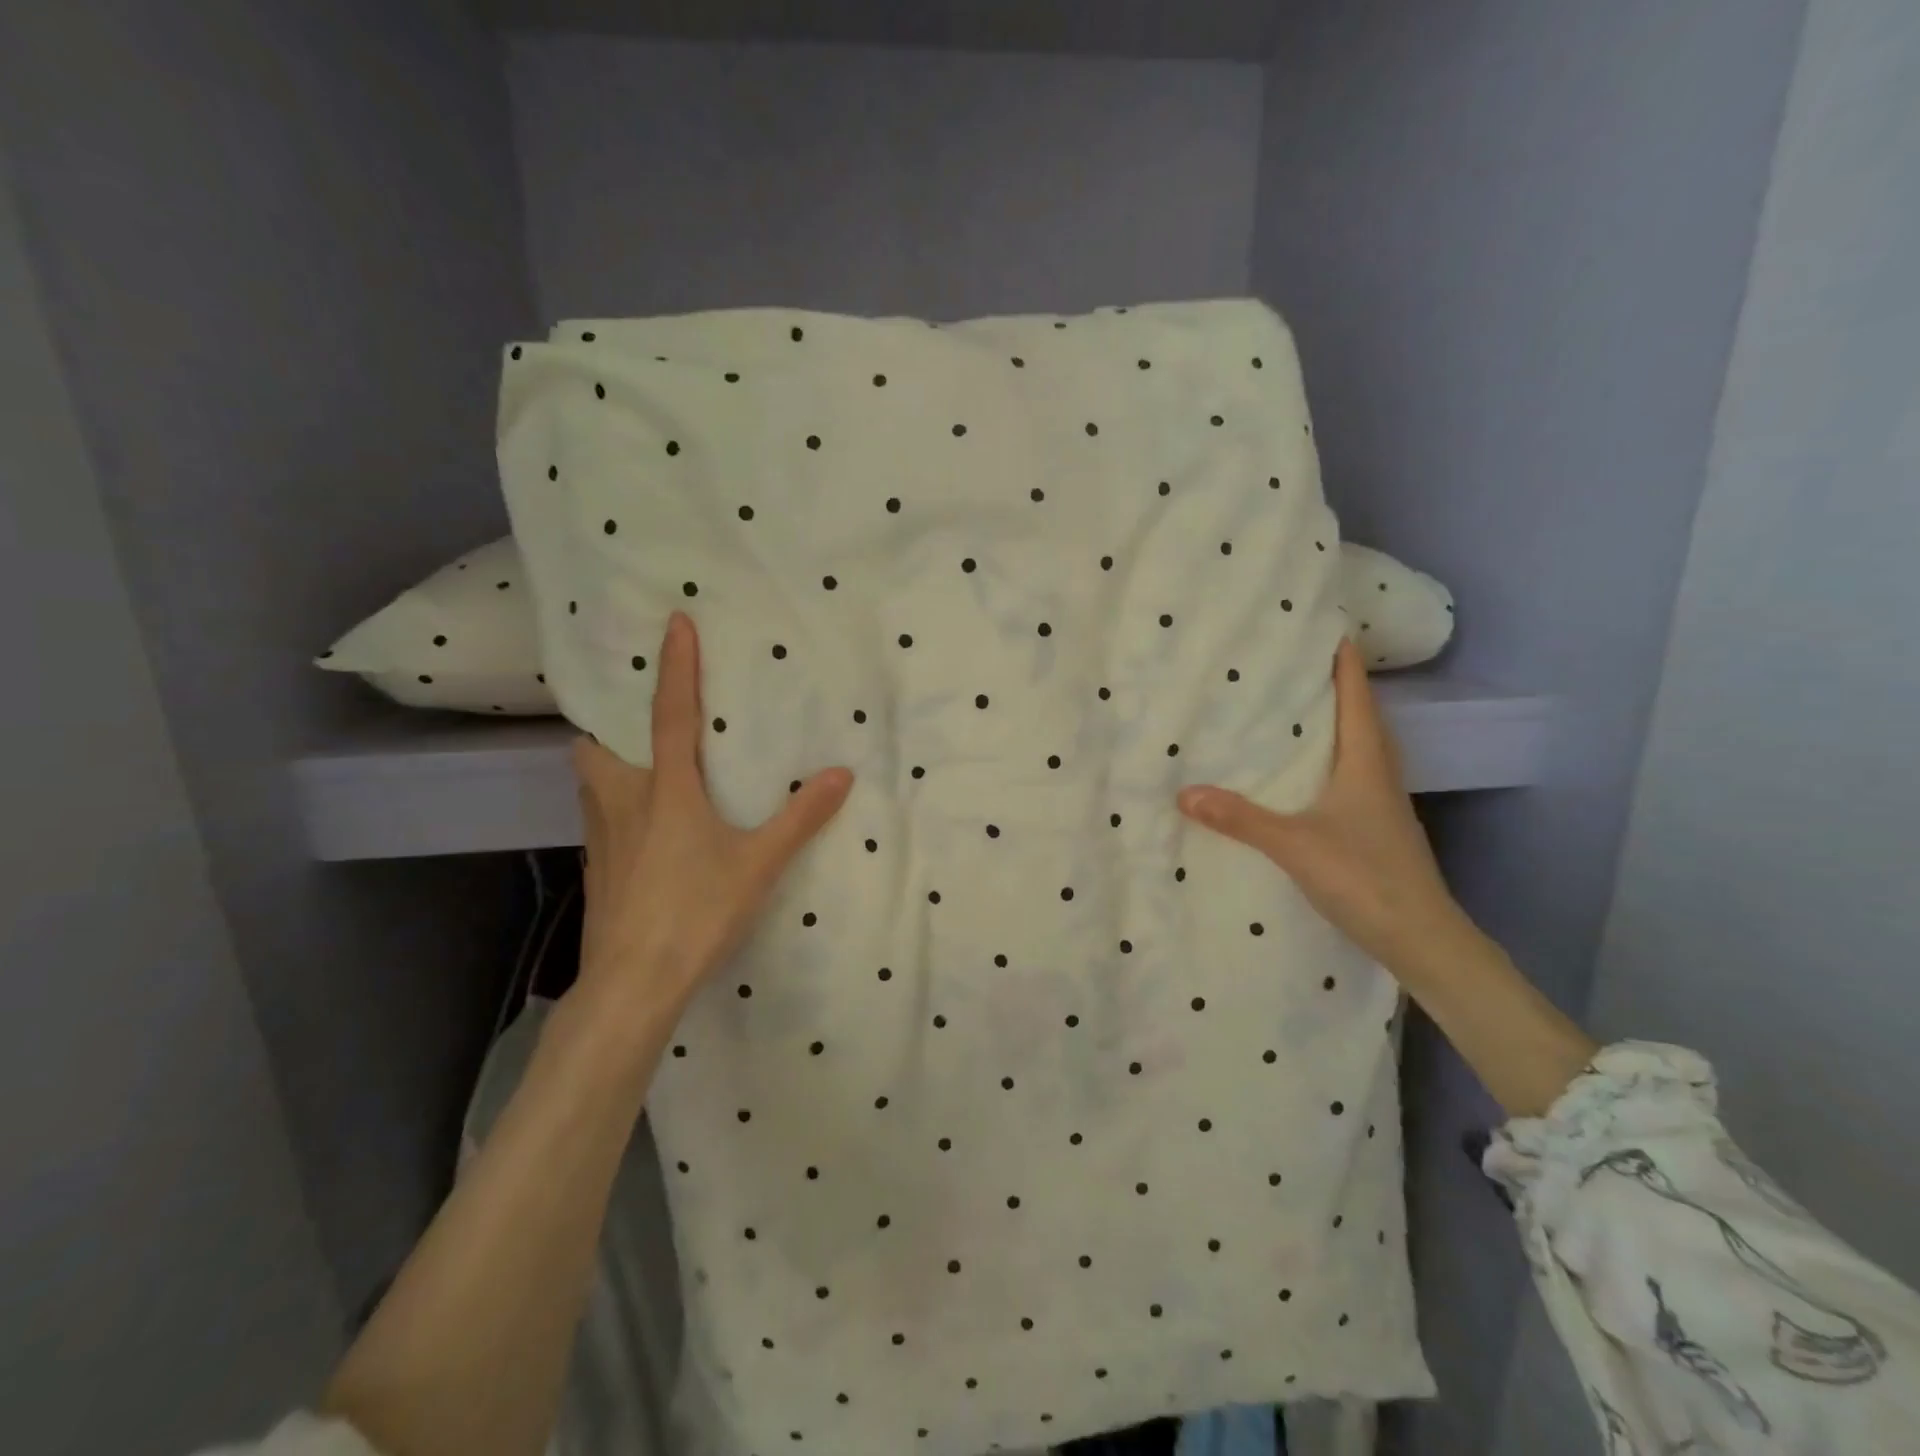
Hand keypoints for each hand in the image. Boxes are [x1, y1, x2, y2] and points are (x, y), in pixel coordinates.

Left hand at [573, 612, 852, 1016]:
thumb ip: (800, 817)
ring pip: (590, 784)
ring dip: (609, 766)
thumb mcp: (758, 863)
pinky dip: (616, 807)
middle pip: (595, 747)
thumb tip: (842, 774)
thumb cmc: (697, 912)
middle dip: (609, 726)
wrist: (633, 982)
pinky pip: (599, 819)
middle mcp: (622, 802)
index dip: (675, 666)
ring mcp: (601, 839)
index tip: (675, 622)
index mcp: (665, 790)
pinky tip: (645, 833)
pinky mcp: (597, 871)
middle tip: (638, 725)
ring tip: (644, 773)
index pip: (670, 714)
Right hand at [1177, 639, 1468, 979]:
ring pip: (1361, 749)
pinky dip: (1335, 761)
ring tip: (1302, 712)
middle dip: (1339, 689)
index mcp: (1365, 765)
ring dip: (1339, 725)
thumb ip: (1241, 819)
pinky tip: (1310, 774)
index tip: (1332, 631)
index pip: (1357, 701)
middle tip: (1304, 666)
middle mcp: (1379, 776)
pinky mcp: (1378, 829)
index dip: (1346, 665)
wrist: (1421, 938)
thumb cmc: (1365, 878)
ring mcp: (1382, 805)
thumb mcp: (1294, 845)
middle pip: (1363, 719)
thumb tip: (1185, 792)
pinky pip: (1355, 778)